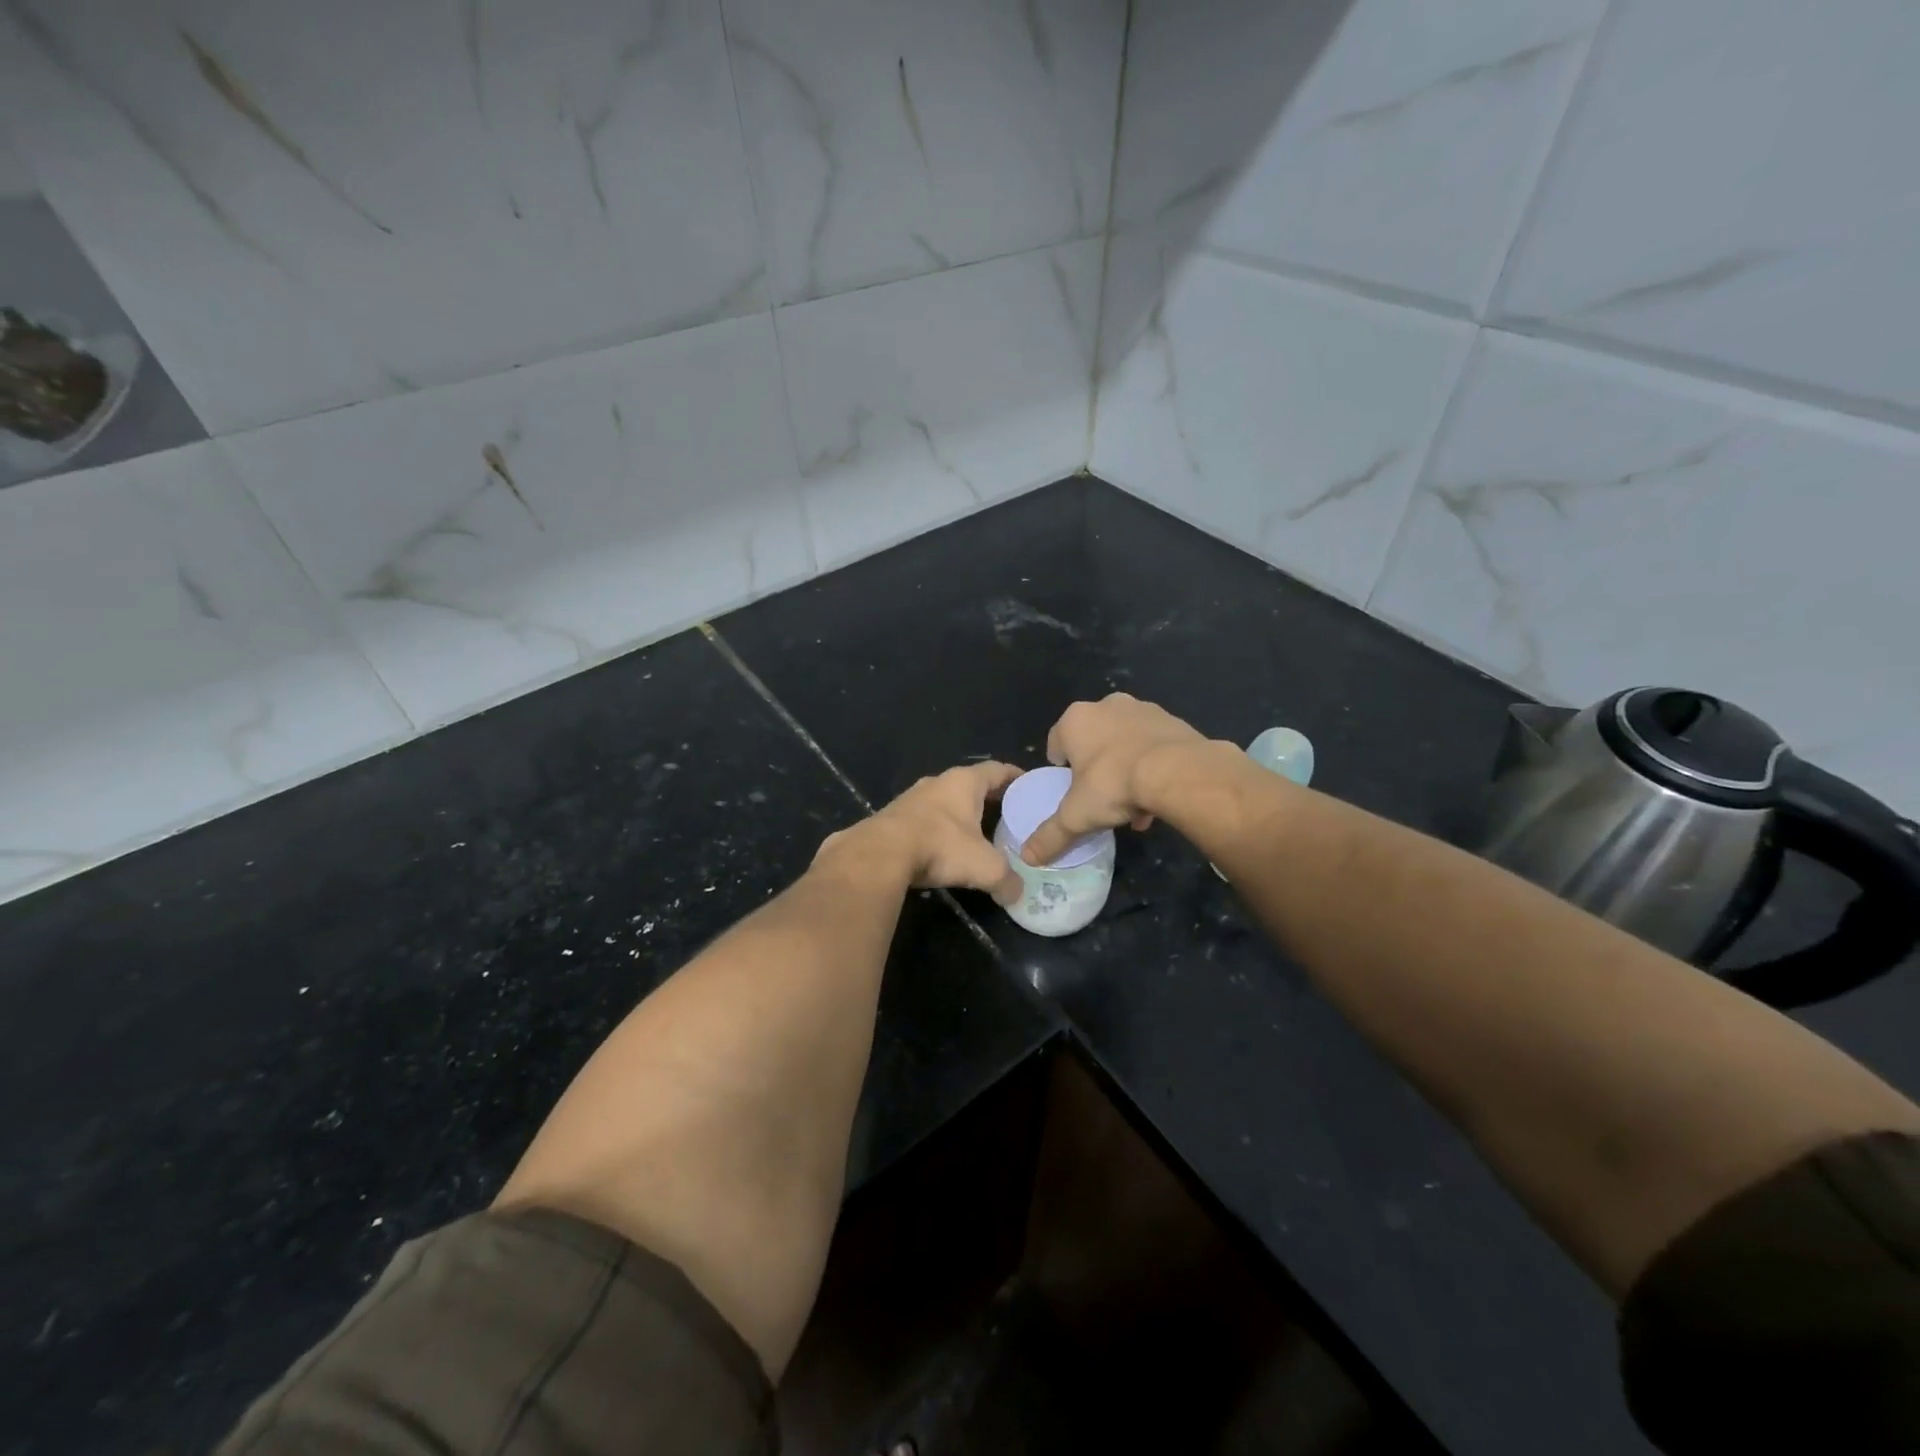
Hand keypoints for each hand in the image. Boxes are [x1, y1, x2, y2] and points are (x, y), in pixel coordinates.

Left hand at [818, 762, 1024, 903]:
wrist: (879, 855)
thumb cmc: (940, 847)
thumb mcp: (985, 867)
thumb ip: (1008, 880)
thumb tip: (1017, 895)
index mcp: (964, 782)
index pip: (998, 770)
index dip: (1016, 777)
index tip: (1030, 787)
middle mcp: (937, 782)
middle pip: (971, 785)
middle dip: (990, 799)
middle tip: (1009, 817)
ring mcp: (911, 798)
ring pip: (945, 802)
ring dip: (960, 816)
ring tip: (978, 835)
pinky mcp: (892, 818)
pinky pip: (924, 820)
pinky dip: (938, 831)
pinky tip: (942, 850)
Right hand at [1020, 694, 1209, 865]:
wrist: (1178, 772)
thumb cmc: (1114, 784)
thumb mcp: (1076, 816)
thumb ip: (1050, 836)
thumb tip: (1028, 857)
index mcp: (1076, 719)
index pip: (1056, 742)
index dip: (1061, 769)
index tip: (1071, 791)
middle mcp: (1107, 705)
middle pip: (1093, 741)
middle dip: (1096, 769)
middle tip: (1102, 798)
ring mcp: (1143, 709)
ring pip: (1125, 743)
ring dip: (1126, 769)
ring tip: (1134, 806)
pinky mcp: (1173, 720)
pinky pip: (1154, 746)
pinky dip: (1152, 766)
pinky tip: (1158, 798)